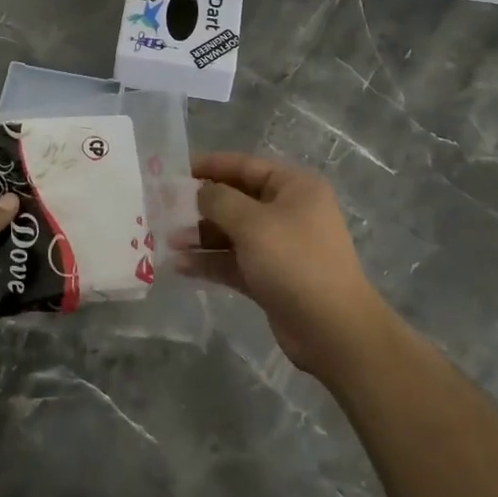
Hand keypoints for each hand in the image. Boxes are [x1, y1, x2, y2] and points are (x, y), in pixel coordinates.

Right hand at [176, 153, 391, 381]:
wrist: (333, 330)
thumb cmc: (295, 262)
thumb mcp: (253, 223)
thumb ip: (220, 201)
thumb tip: (200, 192)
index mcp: (293, 187)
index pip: (245, 166)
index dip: (209, 166)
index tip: (175, 170)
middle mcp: (288, 212)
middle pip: (236, 200)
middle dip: (200, 206)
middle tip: (164, 210)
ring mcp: (280, 247)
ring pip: (232, 234)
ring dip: (201, 236)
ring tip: (168, 241)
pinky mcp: (270, 277)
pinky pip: (234, 262)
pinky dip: (210, 262)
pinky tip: (180, 266)